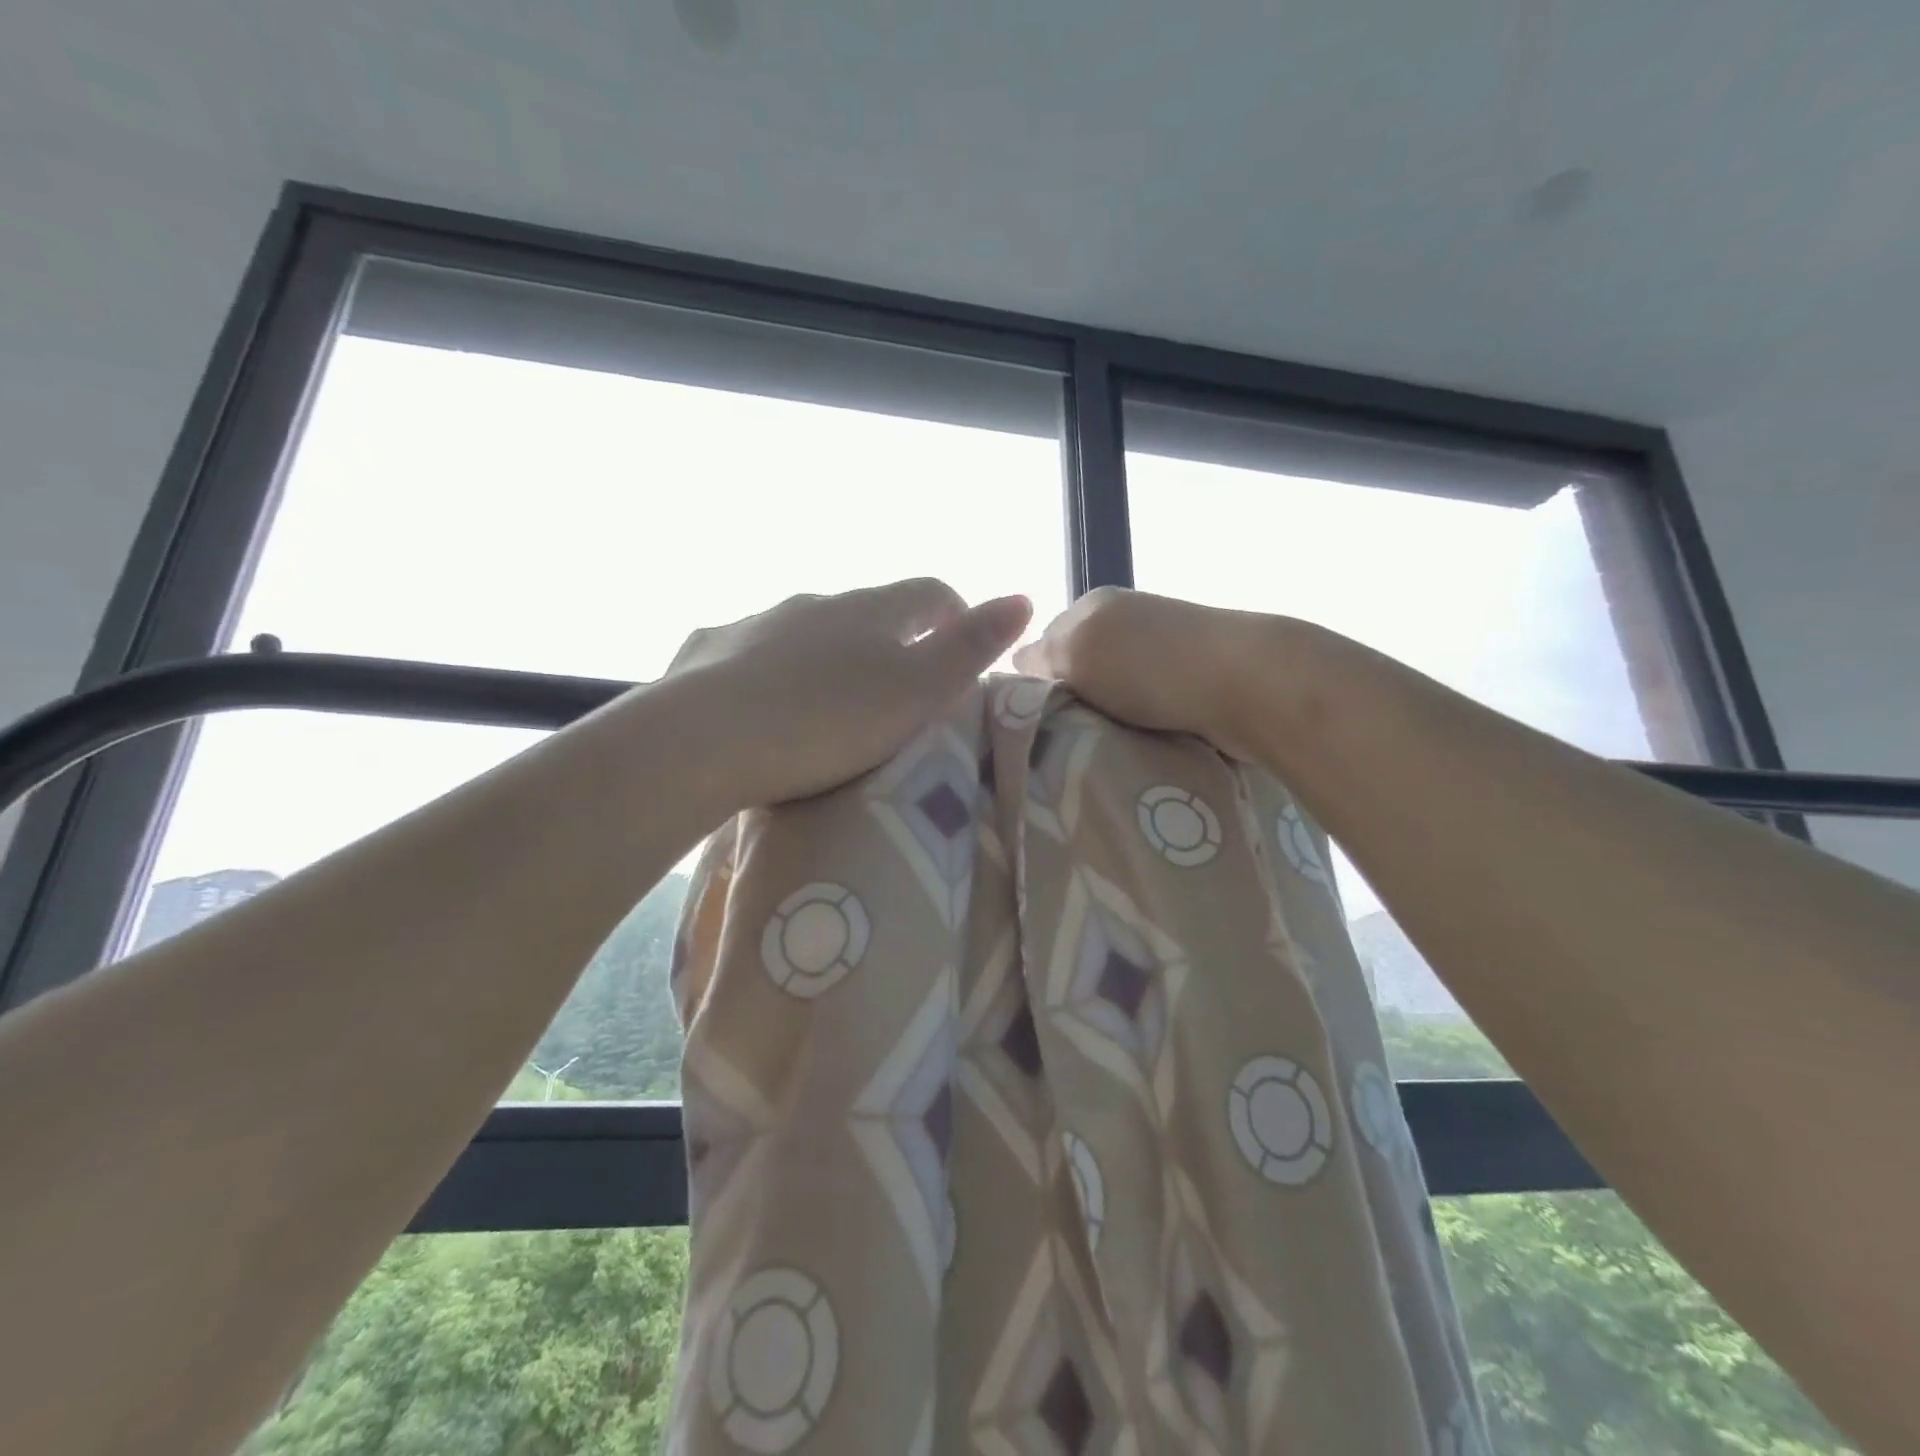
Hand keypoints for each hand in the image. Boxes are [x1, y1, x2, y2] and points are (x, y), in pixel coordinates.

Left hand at [667, 579, 1031, 807]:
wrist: (703, 740)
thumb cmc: (827, 721)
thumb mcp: (917, 692)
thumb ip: (971, 648)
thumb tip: (1023, 597)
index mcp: (869, 610)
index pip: (929, 593)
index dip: (954, 614)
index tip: (962, 647)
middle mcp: (812, 603)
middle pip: (865, 610)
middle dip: (888, 639)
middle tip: (896, 688)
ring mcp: (754, 623)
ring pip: (804, 630)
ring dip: (825, 655)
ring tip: (828, 703)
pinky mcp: (708, 651)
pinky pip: (748, 653)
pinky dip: (767, 671)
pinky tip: (760, 705)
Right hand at [1013, 586, 1292, 761]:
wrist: (1252, 684)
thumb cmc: (1153, 666)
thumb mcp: (1078, 651)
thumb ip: (1042, 656)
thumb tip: (1017, 661)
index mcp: (1096, 606)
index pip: (1044, 643)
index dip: (1035, 682)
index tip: (1030, 722)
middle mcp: (1128, 623)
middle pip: (1081, 670)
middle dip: (1071, 704)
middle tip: (1059, 745)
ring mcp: (1164, 654)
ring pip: (1113, 694)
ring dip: (1106, 721)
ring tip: (1094, 755)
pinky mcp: (1193, 684)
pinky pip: (1147, 710)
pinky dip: (1139, 728)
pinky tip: (1134, 748)